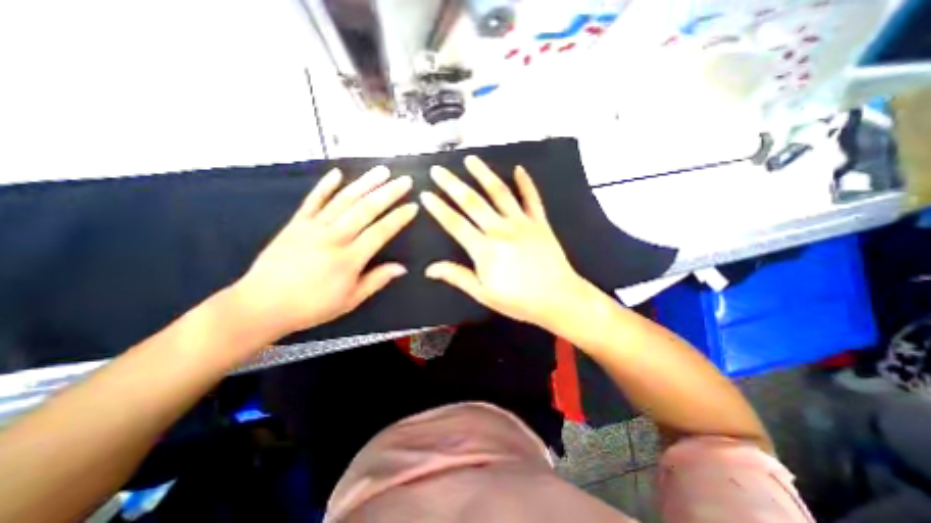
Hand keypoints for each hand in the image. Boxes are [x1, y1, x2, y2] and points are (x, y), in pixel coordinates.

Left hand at [233, 168, 418, 338]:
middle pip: (365, 209)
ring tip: (382, 171)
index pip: (381, 232)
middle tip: (405, 181)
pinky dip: (325, 186)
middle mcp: (334, 237)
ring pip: (343, 200)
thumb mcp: (350, 300)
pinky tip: (338, 173)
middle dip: (388, 193)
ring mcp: (313, 227)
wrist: (261, 305)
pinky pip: (313, 200)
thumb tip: (402, 268)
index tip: (413, 206)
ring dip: (365, 183)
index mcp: (349, 258)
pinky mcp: (296, 223)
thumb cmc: (311, 306)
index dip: (398, 218)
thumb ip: (376, 281)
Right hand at [423, 153, 587, 330]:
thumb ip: (457, 277)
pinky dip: (526, 183)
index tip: (425, 194)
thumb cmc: (519, 301)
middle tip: (438, 170)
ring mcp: (522, 223)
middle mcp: (501, 230)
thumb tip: (429, 269)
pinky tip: (519, 168)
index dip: (438, 209)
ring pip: (499, 193)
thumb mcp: (484, 294)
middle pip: (472, 202)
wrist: (559, 299)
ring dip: (484, 174)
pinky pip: (532, 198)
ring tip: (470, 159)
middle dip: (453, 184)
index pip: (455, 224)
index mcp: (485, 249)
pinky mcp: (539, 222)